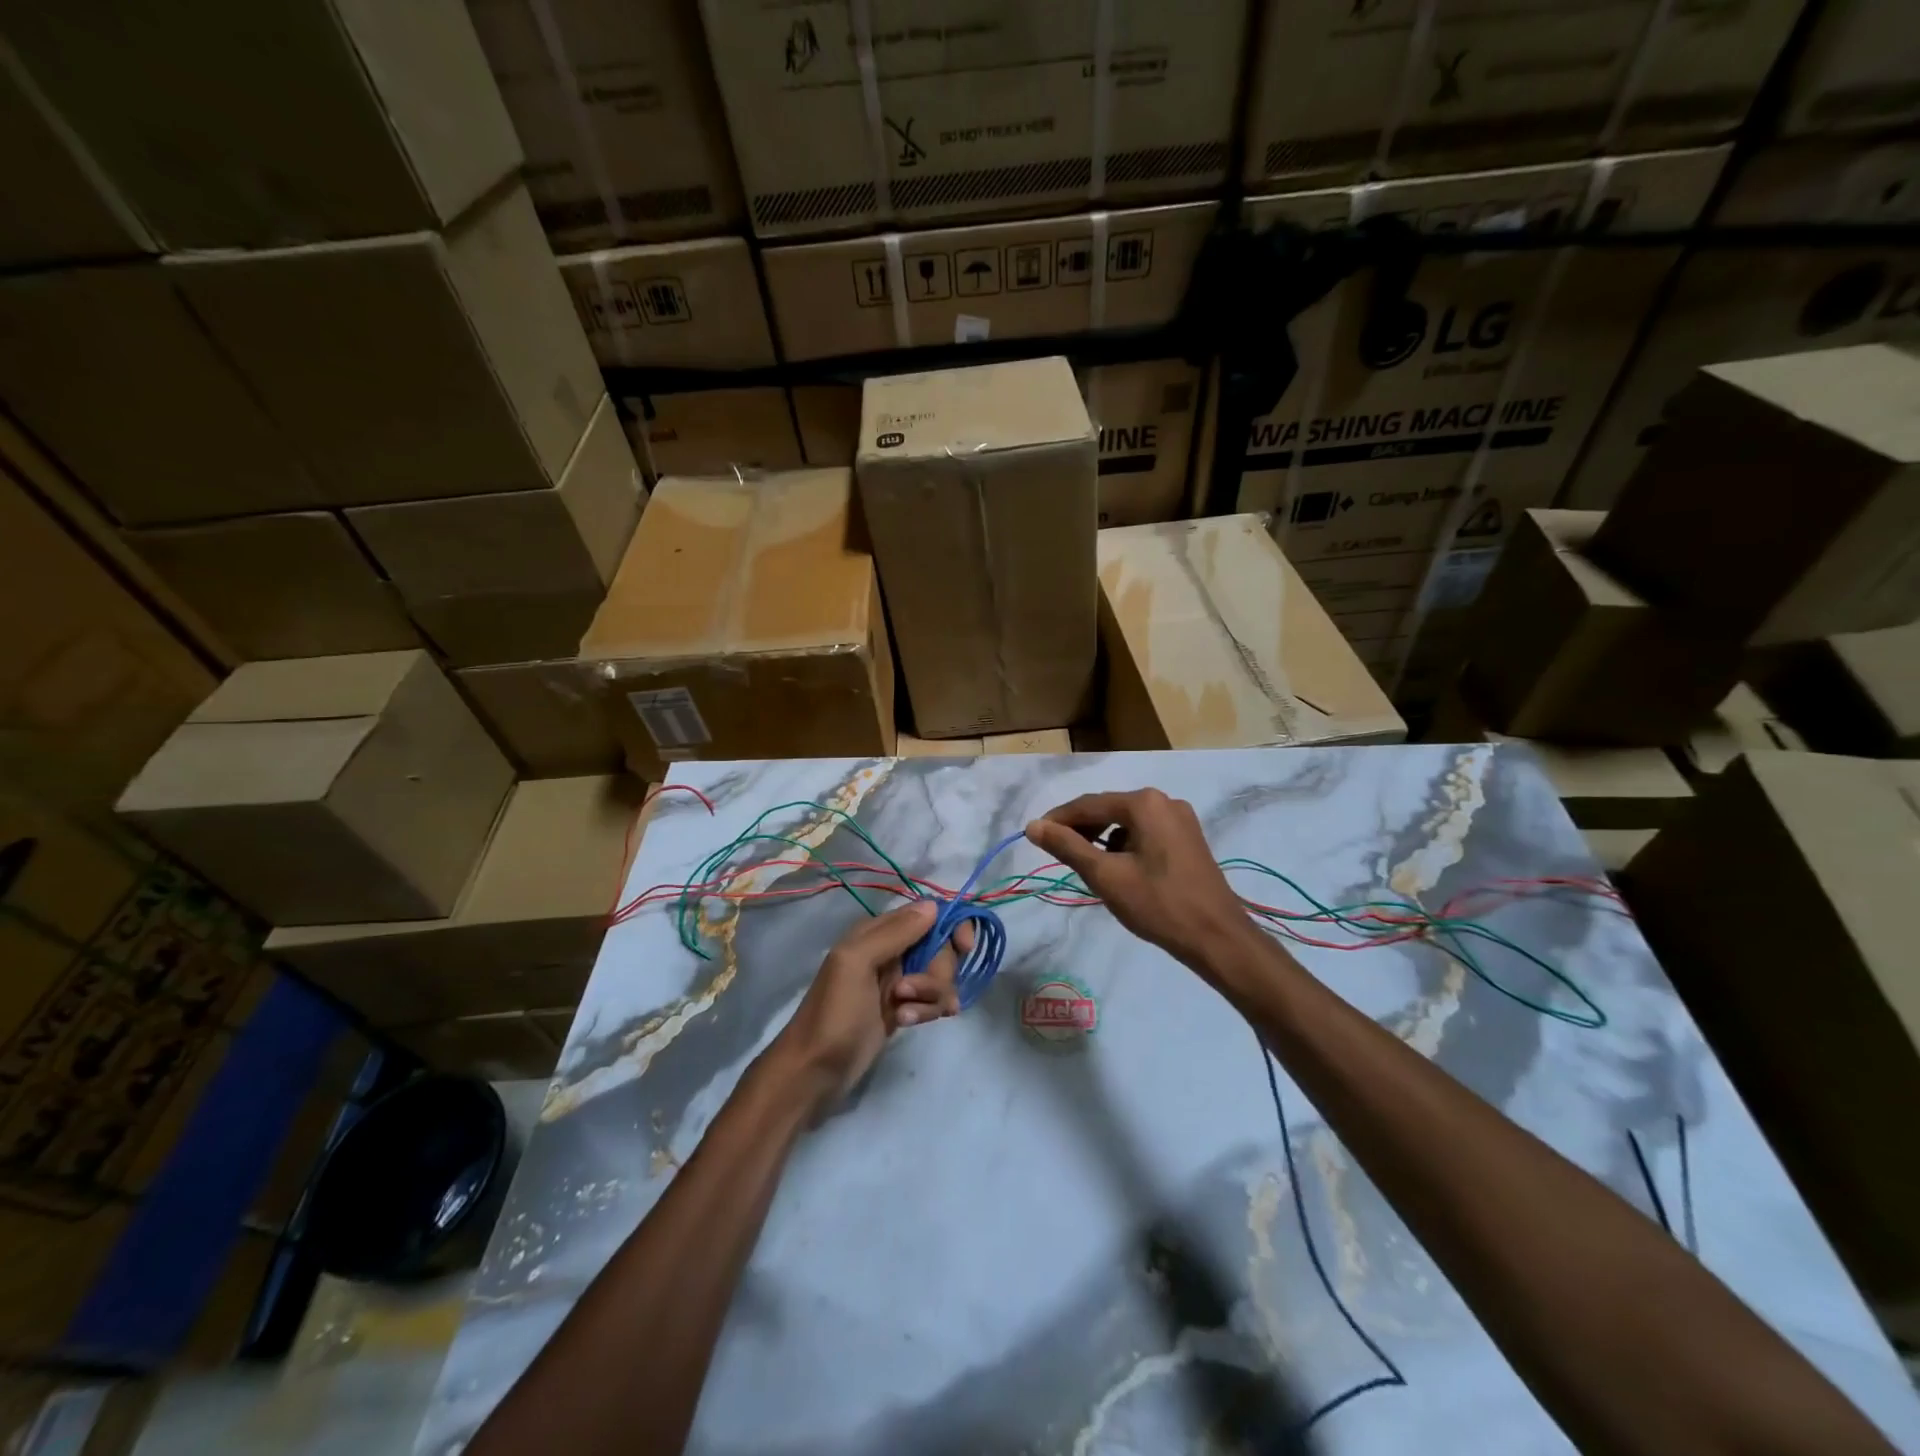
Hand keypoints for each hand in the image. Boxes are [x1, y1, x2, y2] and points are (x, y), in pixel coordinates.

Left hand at [771, 900, 972, 1106]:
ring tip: (905, 1014)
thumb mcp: (856, 963)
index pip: (928, 914)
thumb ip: (894, 933)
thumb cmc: (833, 1013)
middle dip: (936, 971)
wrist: (815, 1071)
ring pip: (939, 977)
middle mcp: (891, 951)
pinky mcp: (903, 1008)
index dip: (951, 926)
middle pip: (940, 948)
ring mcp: (898, 982)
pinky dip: (927, 1010)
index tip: (964, 947)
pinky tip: (909, 1023)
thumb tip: (934, 906)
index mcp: (877, 932)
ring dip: (931, 995)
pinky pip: (932, 1000)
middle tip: (910, 991)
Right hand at [1026, 789, 1255, 973]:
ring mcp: (1180, 819)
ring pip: (1127, 822)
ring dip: (1103, 839)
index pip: (1087, 804)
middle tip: (1058, 854)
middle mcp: (1164, 801)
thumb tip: (1033, 826)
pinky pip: (1145, 832)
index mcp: (1144, 803)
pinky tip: (1119, 870)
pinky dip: (1126, 845)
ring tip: (1087, 866)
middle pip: (1108, 809)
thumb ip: (1067, 847)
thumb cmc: (1158, 905)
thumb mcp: (1106, 876)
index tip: (1034, 837)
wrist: (1217, 938)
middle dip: (1081, 830)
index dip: (1057, 820)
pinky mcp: (1188, 838)